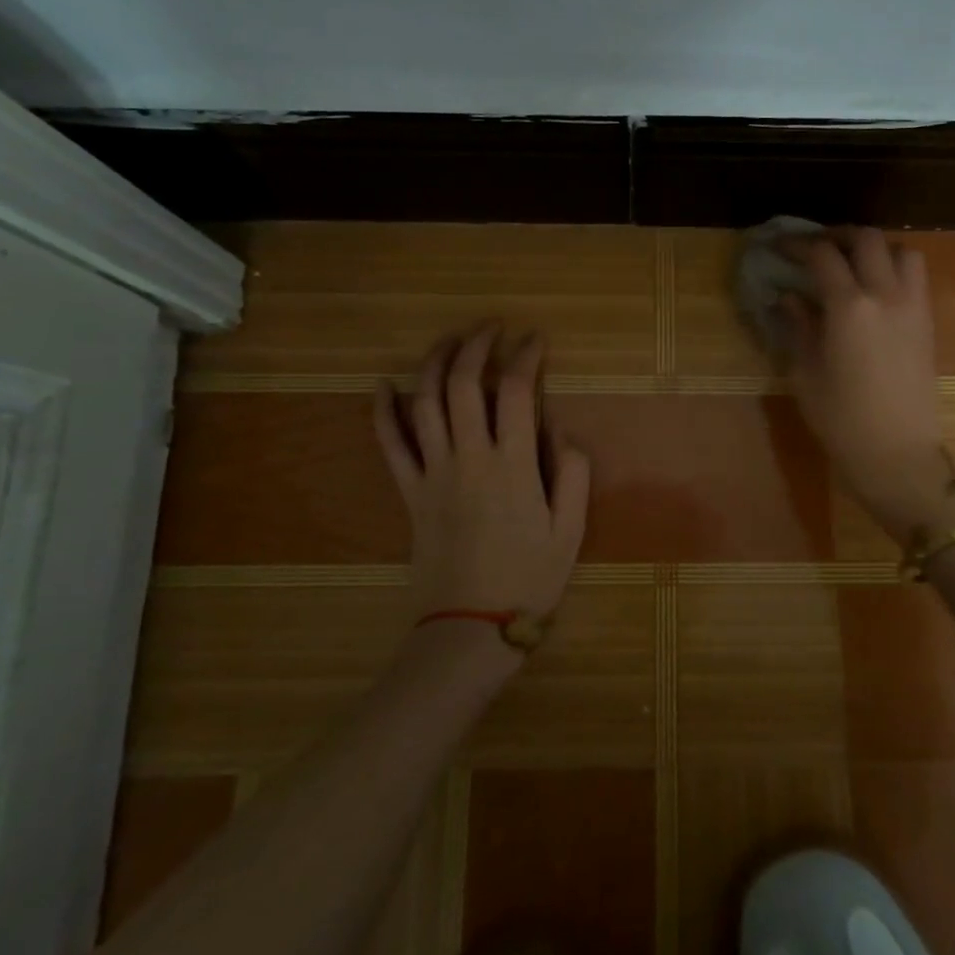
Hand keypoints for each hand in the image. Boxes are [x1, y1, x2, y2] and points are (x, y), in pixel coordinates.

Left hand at [373, 325, 591, 640]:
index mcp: (513, 465)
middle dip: (476, 345)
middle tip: (491, 327)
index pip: (516, 391)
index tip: (535, 339)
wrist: (470, 627)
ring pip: (425, 403)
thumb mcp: (570, 531)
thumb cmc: (528, 579)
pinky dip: (383, 412)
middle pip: (464, 384)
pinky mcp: (409, 492)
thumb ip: (572, 473)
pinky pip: (390, 445)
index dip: (525, 356)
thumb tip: (561, 428)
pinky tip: (382, 385)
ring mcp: (433, 473)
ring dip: (434, 363)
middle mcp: (469, 457)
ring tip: (449, 339)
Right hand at [783, 230, 954, 545]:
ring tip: (852, 265)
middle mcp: (886, 295)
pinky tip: (873, 291)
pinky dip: (894, 269)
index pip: (823, 255)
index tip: (778, 246)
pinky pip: (916, 278)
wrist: (897, 454)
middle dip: (837, 236)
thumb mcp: (805, 372)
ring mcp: (913, 307)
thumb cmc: (841, 418)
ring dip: (875, 249)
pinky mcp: (927, 323)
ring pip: (902, 251)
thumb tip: (787, 297)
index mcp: (849, 306)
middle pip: (867, 239)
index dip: (797, 244)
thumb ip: (798, 326)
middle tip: (815, 249)